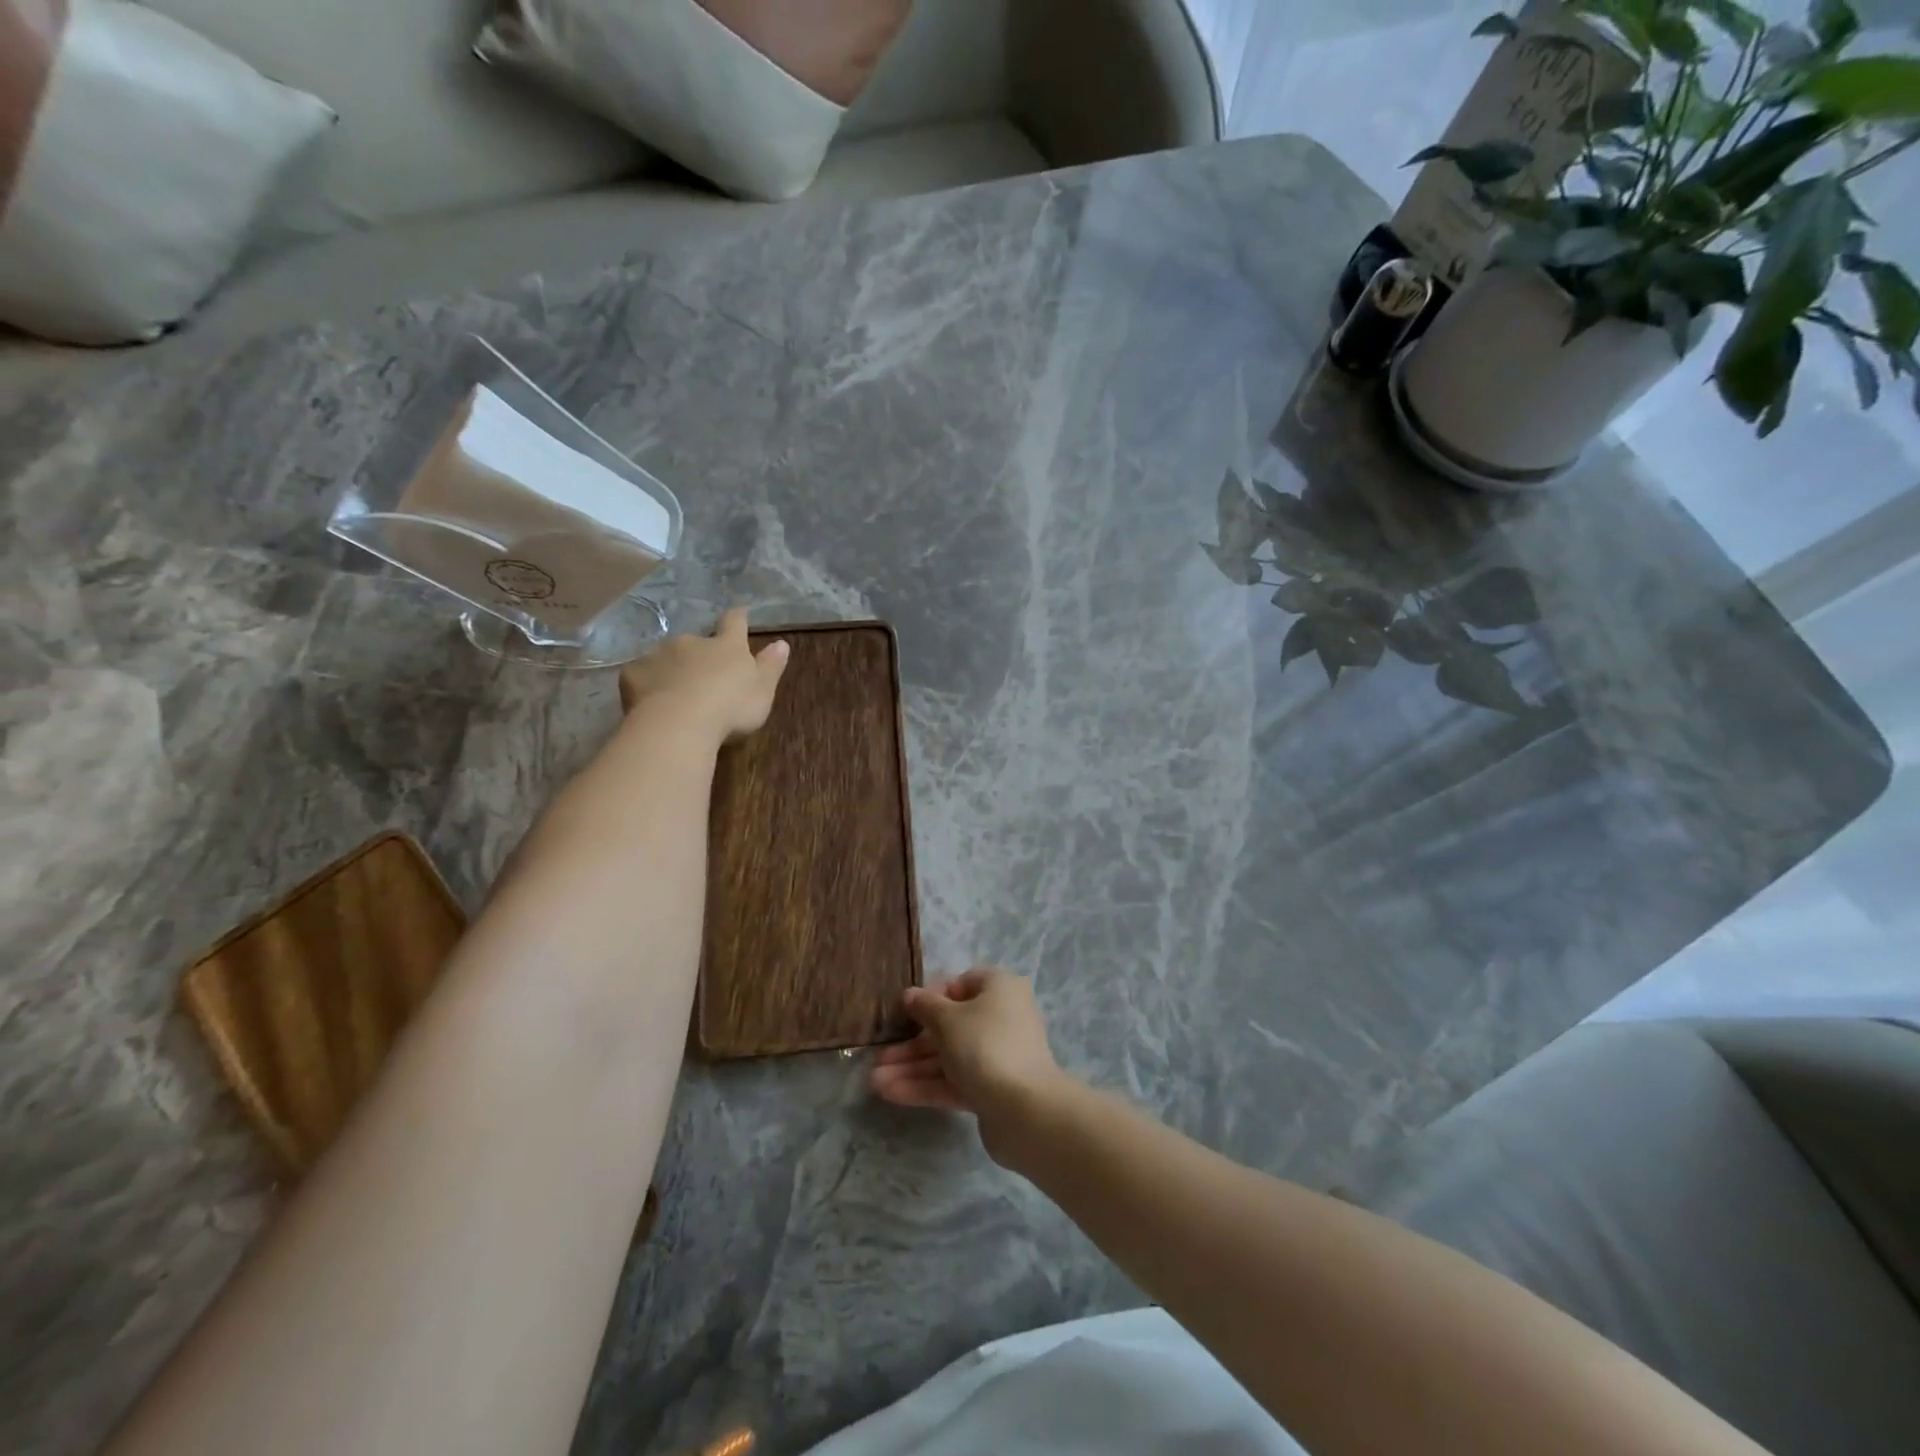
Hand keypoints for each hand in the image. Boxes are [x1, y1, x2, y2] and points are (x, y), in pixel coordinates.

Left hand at [618, 608, 788, 741]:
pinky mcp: (634, 672)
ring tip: (674, 694)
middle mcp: (693, 641)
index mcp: (727, 646)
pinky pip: (641, 674)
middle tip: (701, 677)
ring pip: (667, 657)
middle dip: (699, 654)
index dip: (738, 617)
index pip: (734, 623)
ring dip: (672, 668)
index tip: (739, 612)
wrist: (679, 723)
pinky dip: (646, 684)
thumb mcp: (762, 691)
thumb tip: (782, 643)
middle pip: (697, 641)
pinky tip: (649, 702)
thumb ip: (771, 666)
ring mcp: (660, 654)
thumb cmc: (730, 708)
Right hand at [870, 969, 1072, 1166]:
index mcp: (999, 989)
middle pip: (950, 1025)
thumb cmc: (984, 1045)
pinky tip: (890, 1093)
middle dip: (912, 1042)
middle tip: (880, 1055)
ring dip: (912, 1067)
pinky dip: (925, 1085)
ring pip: (949, 1057)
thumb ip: (925, 1006)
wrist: (1024, 1109)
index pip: (961, 984)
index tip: (904, 1013)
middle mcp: (1002, 1018)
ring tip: (874, 1081)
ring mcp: (998, 1056)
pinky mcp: (992, 1089)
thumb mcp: (947, 1019)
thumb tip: (911, 995)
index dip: (931, 996)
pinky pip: (954, 1081)